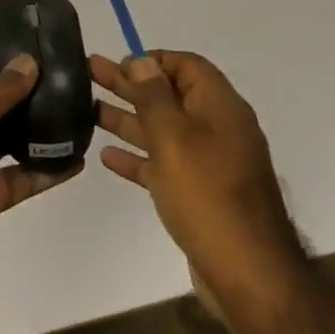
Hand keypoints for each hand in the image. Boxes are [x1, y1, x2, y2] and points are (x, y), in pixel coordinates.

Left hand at [0, 55, 80, 285]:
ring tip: (82, 114)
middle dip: (33, 93)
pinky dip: (50, 168)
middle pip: (2, 103)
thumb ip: (0, 89)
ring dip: (44, 129)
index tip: (47, 53)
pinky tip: (78, 159)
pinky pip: (27, 175)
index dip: (9, 60)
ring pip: (17, 138)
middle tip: (74, 82)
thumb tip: (28, 60)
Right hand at [93, 51, 306, 316]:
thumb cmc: (207, 194)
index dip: (153, 60)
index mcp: (219, 108)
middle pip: (168, 96)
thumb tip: (142, 61)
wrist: (247, 273)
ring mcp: (209, 164)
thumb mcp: (175, 137)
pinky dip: (137, 156)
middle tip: (90, 71)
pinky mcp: (198, 194)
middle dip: (129, 84)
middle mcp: (217, 129)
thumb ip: (154, 96)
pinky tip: (107, 155)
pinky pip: (163, 164)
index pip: (187, 66)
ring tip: (87, 109)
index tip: (118, 61)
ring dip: (127, 118)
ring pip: (162, 130)